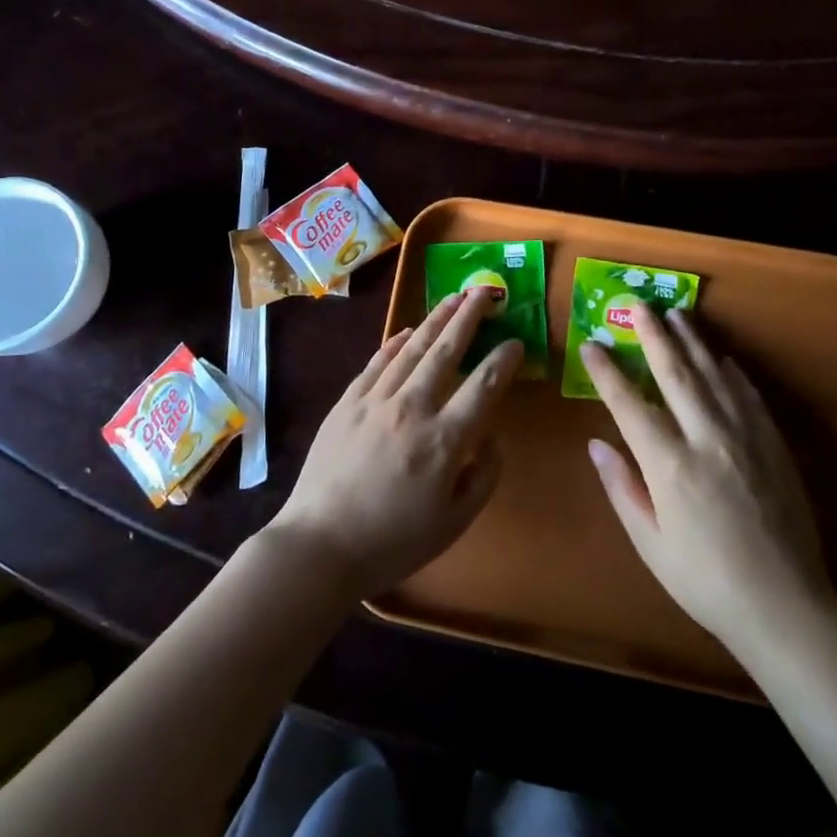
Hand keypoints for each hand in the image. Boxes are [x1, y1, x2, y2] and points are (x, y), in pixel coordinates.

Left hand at [270, 288, 521, 600]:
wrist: (320, 544)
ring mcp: (375, 401)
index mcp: (444, 441)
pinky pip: (376, 363)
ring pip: (411, 349)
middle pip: (446, 351)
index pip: (483, 387)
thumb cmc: (393, 542)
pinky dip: (394, 343)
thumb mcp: (454, 522)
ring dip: (435, 320)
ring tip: (453, 298)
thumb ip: (483, 475)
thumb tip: (492, 435)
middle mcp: (412, 409)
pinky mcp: (346, 403)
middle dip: (468, 318)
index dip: (504, 360)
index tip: (515, 342)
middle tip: (484, 292)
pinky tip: (407, 331)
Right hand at [583, 305, 836, 667]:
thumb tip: (596, 444)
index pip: (629, 404)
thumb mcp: (650, 543)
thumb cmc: (705, 582)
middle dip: (652, 335)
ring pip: (714, 376)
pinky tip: (723, 358)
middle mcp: (706, 440)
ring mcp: (745, 439)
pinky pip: (749, 397)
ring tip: (678, 314)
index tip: (591, 344)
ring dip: (693, 342)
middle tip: (638, 304)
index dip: (606, 371)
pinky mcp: (774, 447)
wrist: (787, 609)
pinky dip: (733, 373)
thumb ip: (622, 488)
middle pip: (674, 374)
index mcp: (669, 466)